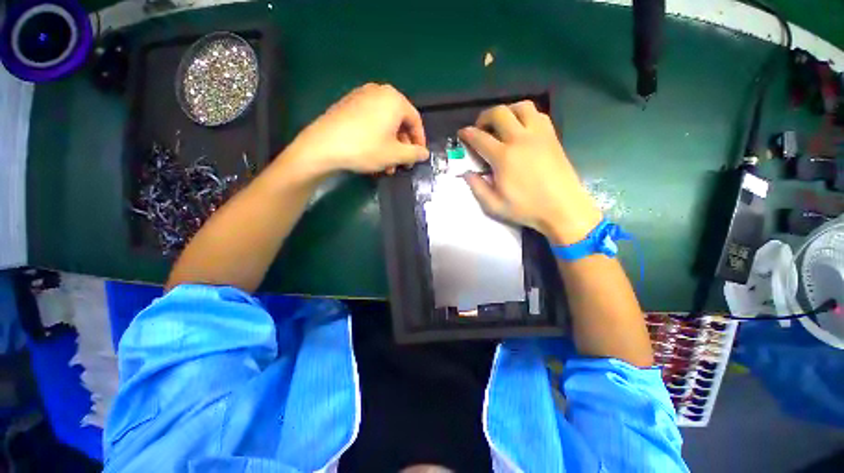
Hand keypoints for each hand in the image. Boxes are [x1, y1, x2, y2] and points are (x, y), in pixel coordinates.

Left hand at [282, 83, 428, 178]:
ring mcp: (361, 97)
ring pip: (384, 125)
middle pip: (399, 122)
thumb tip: (425, 153)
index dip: (420, 141)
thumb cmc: (366, 148)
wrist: (323, 146)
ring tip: (386, 166)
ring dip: (389, 147)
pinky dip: (376, 139)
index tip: (418, 156)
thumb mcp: (395, 155)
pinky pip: (370, 122)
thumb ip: (415, 153)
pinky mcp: (348, 105)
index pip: (415, 120)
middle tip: (401, 164)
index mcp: (394, 99)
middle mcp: (379, 92)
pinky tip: (373, 156)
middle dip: (402, 147)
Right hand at [458, 101, 601, 244]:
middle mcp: (520, 139)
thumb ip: (477, 188)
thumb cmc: (526, 209)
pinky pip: (538, 114)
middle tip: (480, 128)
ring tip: (502, 124)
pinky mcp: (552, 136)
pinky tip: (522, 128)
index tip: (462, 133)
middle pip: (499, 113)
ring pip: (521, 107)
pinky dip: (526, 115)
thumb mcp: (494, 206)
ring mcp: (539, 135)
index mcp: (504, 157)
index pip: (480, 138)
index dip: (467, 133)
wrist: (563, 208)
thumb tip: (467, 173)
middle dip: (484, 117)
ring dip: (507, 111)